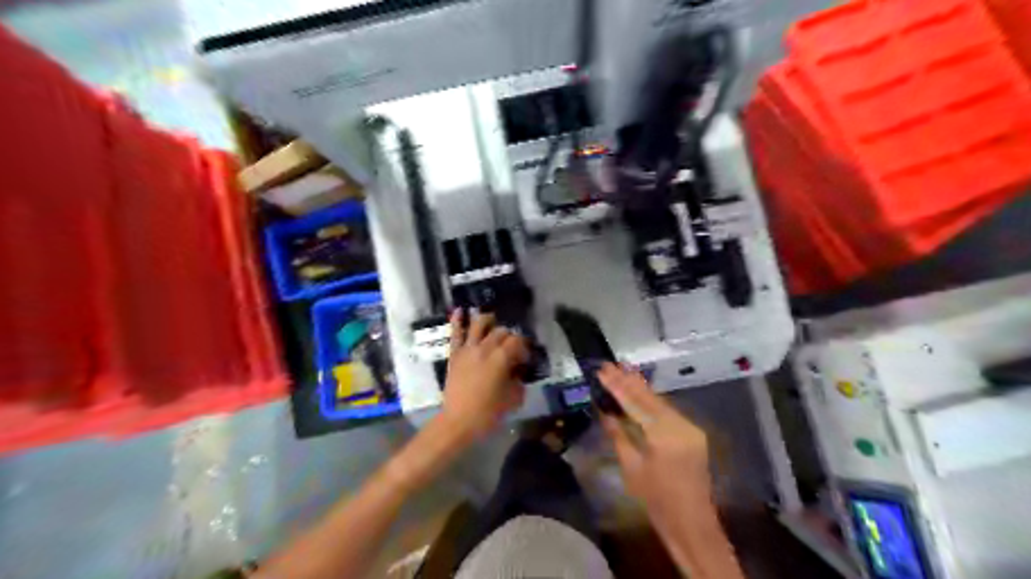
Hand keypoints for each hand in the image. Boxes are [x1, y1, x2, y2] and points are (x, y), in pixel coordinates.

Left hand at [436, 312, 526, 443]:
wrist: (458, 422)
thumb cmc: (488, 413)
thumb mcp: (513, 399)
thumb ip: (518, 381)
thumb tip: (518, 373)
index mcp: (501, 358)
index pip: (517, 341)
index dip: (524, 347)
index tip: (525, 358)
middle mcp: (485, 348)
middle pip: (501, 332)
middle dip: (510, 336)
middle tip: (512, 347)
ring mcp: (468, 349)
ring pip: (479, 324)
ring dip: (488, 320)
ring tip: (493, 321)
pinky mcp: (455, 354)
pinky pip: (455, 334)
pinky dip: (457, 320)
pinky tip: (460, 310)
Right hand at [602, 364, 713, 517]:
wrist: (692, 523)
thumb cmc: (657, 501)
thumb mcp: (632, 468)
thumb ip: (619, 436)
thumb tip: (605, 412)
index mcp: (664, 436)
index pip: (636, 404)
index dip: (617, 386)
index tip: (602, 370)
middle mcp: (681, 425)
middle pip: (650, 397)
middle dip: (629, 380)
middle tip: (610, 364)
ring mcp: (690, 427)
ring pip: (660, 401)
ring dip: (640, 387)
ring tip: (622, 370)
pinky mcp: (693, 433)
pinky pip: (668, 411)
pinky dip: (651, 400)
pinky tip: (639, 391)